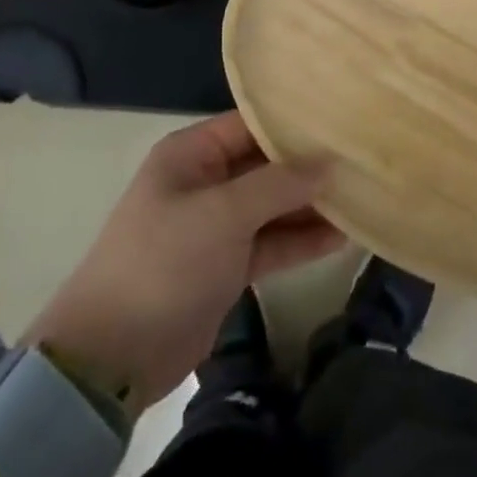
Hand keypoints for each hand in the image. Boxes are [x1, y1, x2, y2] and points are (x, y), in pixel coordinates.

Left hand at [23, 112, 343, 413]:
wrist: (112, 357)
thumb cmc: (163, 263)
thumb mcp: (222, 214)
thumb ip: (278, 184)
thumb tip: (328, 161)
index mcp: (192, 154)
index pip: (252, 124)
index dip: (295, 122)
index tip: (343, 119)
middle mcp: (207, 181)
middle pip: (267, 164)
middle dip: (310, 165)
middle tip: (364, 158)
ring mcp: (218, 226)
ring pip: (274, 205)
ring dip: (312, 205)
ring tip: (364, 194)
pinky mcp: (227, 266)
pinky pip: (271, 243)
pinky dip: (301, 241)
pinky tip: (344, 236)